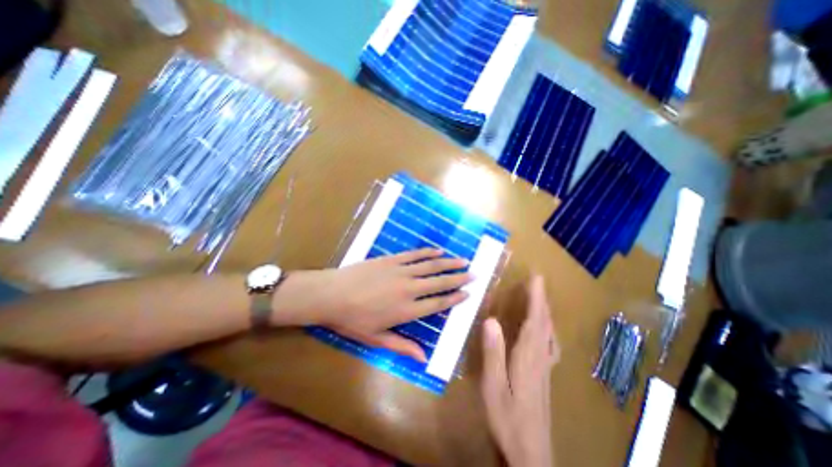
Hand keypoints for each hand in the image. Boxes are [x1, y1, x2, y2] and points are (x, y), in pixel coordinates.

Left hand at [276, 248, 474, 361]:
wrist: (331, 294)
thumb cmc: (352, 320)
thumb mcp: (376, 339)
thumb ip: (402, 346)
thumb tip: (423, 358)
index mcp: (407, 310)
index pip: (438, 304)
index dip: (454, 298)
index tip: (467, 293)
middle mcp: (409, 289)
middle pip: (439, 282)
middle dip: (458, 278)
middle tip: (474, 274)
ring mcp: (401, 271)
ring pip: (431, 266)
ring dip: (448, 263)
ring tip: (463, 260)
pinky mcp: (391, 259)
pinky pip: (414, 255)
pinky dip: (428, 252)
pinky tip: (438, 250)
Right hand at [482, 276, 557, 466]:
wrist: (530, 454)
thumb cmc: (507, 417)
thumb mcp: (494, 385)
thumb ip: (493, 352)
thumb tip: (491, 319)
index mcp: (528, 357)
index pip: (534, 321)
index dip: (536, 298)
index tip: (536, 278)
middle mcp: (540, 358)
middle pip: (544, 324)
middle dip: (542, 300)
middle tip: (538, 281)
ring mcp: (546, 368)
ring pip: (549, 333)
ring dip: (546, 312)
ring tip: (541, 298)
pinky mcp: (545, 376)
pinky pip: (550, 344)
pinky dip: (548, 329)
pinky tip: (545, 330)